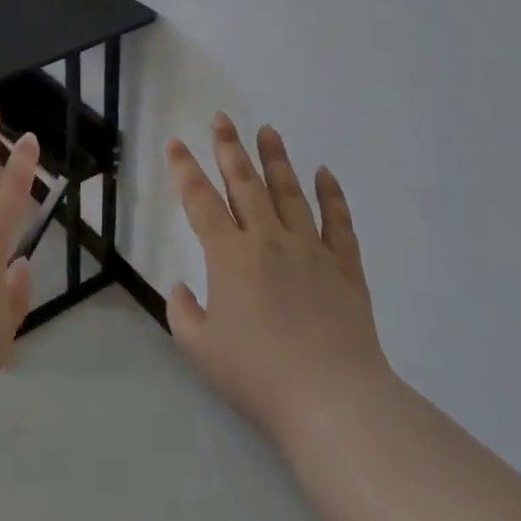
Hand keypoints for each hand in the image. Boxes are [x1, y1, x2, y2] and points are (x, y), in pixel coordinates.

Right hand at [165, 114, 389, 449]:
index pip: (200, 200)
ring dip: (276, 159)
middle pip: (245, 183)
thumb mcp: (200, 349)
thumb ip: (182, 312)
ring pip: (290, 192)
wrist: (332, 401)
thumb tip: (181, 286)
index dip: (185, 169)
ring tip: (268, 131)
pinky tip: (324, 173)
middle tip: (222, 118)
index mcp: (229, 256)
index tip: (176, 142)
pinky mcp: (344, 267)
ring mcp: (310, 250)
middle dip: (229, 148)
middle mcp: (268, 240)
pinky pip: (338, 222)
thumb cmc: (258, 376)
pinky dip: (331, 195)